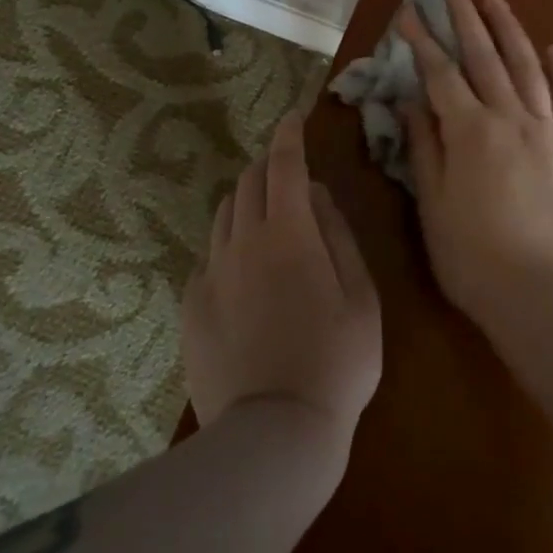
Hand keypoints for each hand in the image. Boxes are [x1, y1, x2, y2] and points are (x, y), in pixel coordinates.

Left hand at [181, 111, 382, 452]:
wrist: (274, 433)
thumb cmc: (336, 362)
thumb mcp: (361, 296)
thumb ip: (337, 235)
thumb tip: (315, 194)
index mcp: (288, 233)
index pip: (284, 165)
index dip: (288, 136)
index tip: (292, 118)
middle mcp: (242, 241)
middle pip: (248, 183)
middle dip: (268, 165)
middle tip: (286, 170)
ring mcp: (211, 273)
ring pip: (224, 214)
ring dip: (246, 200)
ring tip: (266, 213)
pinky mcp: (191, 305)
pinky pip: (209, 255)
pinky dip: (229, 243)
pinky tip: (243, 268)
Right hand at [398, 0, 552, 327]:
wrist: (542, 295)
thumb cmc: (473, 256)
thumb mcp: (433, 204)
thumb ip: (424, 148)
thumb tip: (411, 102)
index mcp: (470, 131)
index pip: (440, 74)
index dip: (423, 41)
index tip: (410, 13)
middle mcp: (510, 119)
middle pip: (485, 58)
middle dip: (466, 20)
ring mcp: (548, 132)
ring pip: (528, 69)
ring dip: (511, 32)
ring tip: (496, 2)